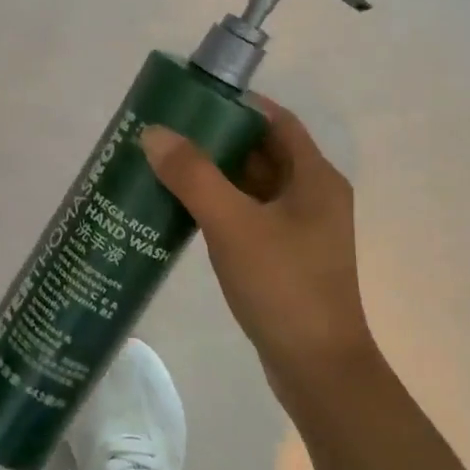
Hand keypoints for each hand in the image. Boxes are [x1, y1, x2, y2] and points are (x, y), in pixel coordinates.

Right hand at [141, 96, 372, 391]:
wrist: (316, 369)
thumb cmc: (283, 286)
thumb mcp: (233, 225)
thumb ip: (193, 176)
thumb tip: (153, 133)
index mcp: (314, 178)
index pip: (275, 121)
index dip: (236, 105)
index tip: (191, 100)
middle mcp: (312, 196)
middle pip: (260, 151)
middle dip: (215, 139)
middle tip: (165, 132)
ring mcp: (298, 229)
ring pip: (250, 185)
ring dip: (212, 173)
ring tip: (163, 164)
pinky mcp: (283, 256)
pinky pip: (246, 214)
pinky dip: (216, 205)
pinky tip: (180, 208)